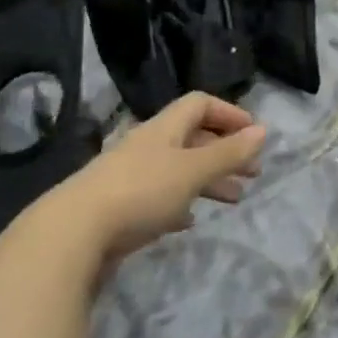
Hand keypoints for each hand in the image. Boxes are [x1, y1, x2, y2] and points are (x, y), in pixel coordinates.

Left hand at [25, 93, 265, 270]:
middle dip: (225, 152)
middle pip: (192, 138)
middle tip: (252, 173)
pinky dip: (181, 202)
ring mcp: (131, 176)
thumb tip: (262, 130)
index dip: (229, 113)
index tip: (253, 134)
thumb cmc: (141, 192)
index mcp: (164, 129)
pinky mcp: (120, 207)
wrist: (74, 233)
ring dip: (209, 180)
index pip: (200, 104)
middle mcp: (147, 146)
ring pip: (179, 169)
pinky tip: (190, 220)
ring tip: (234, 200)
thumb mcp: (193, 171)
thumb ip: (228, 153)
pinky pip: (159, 197)